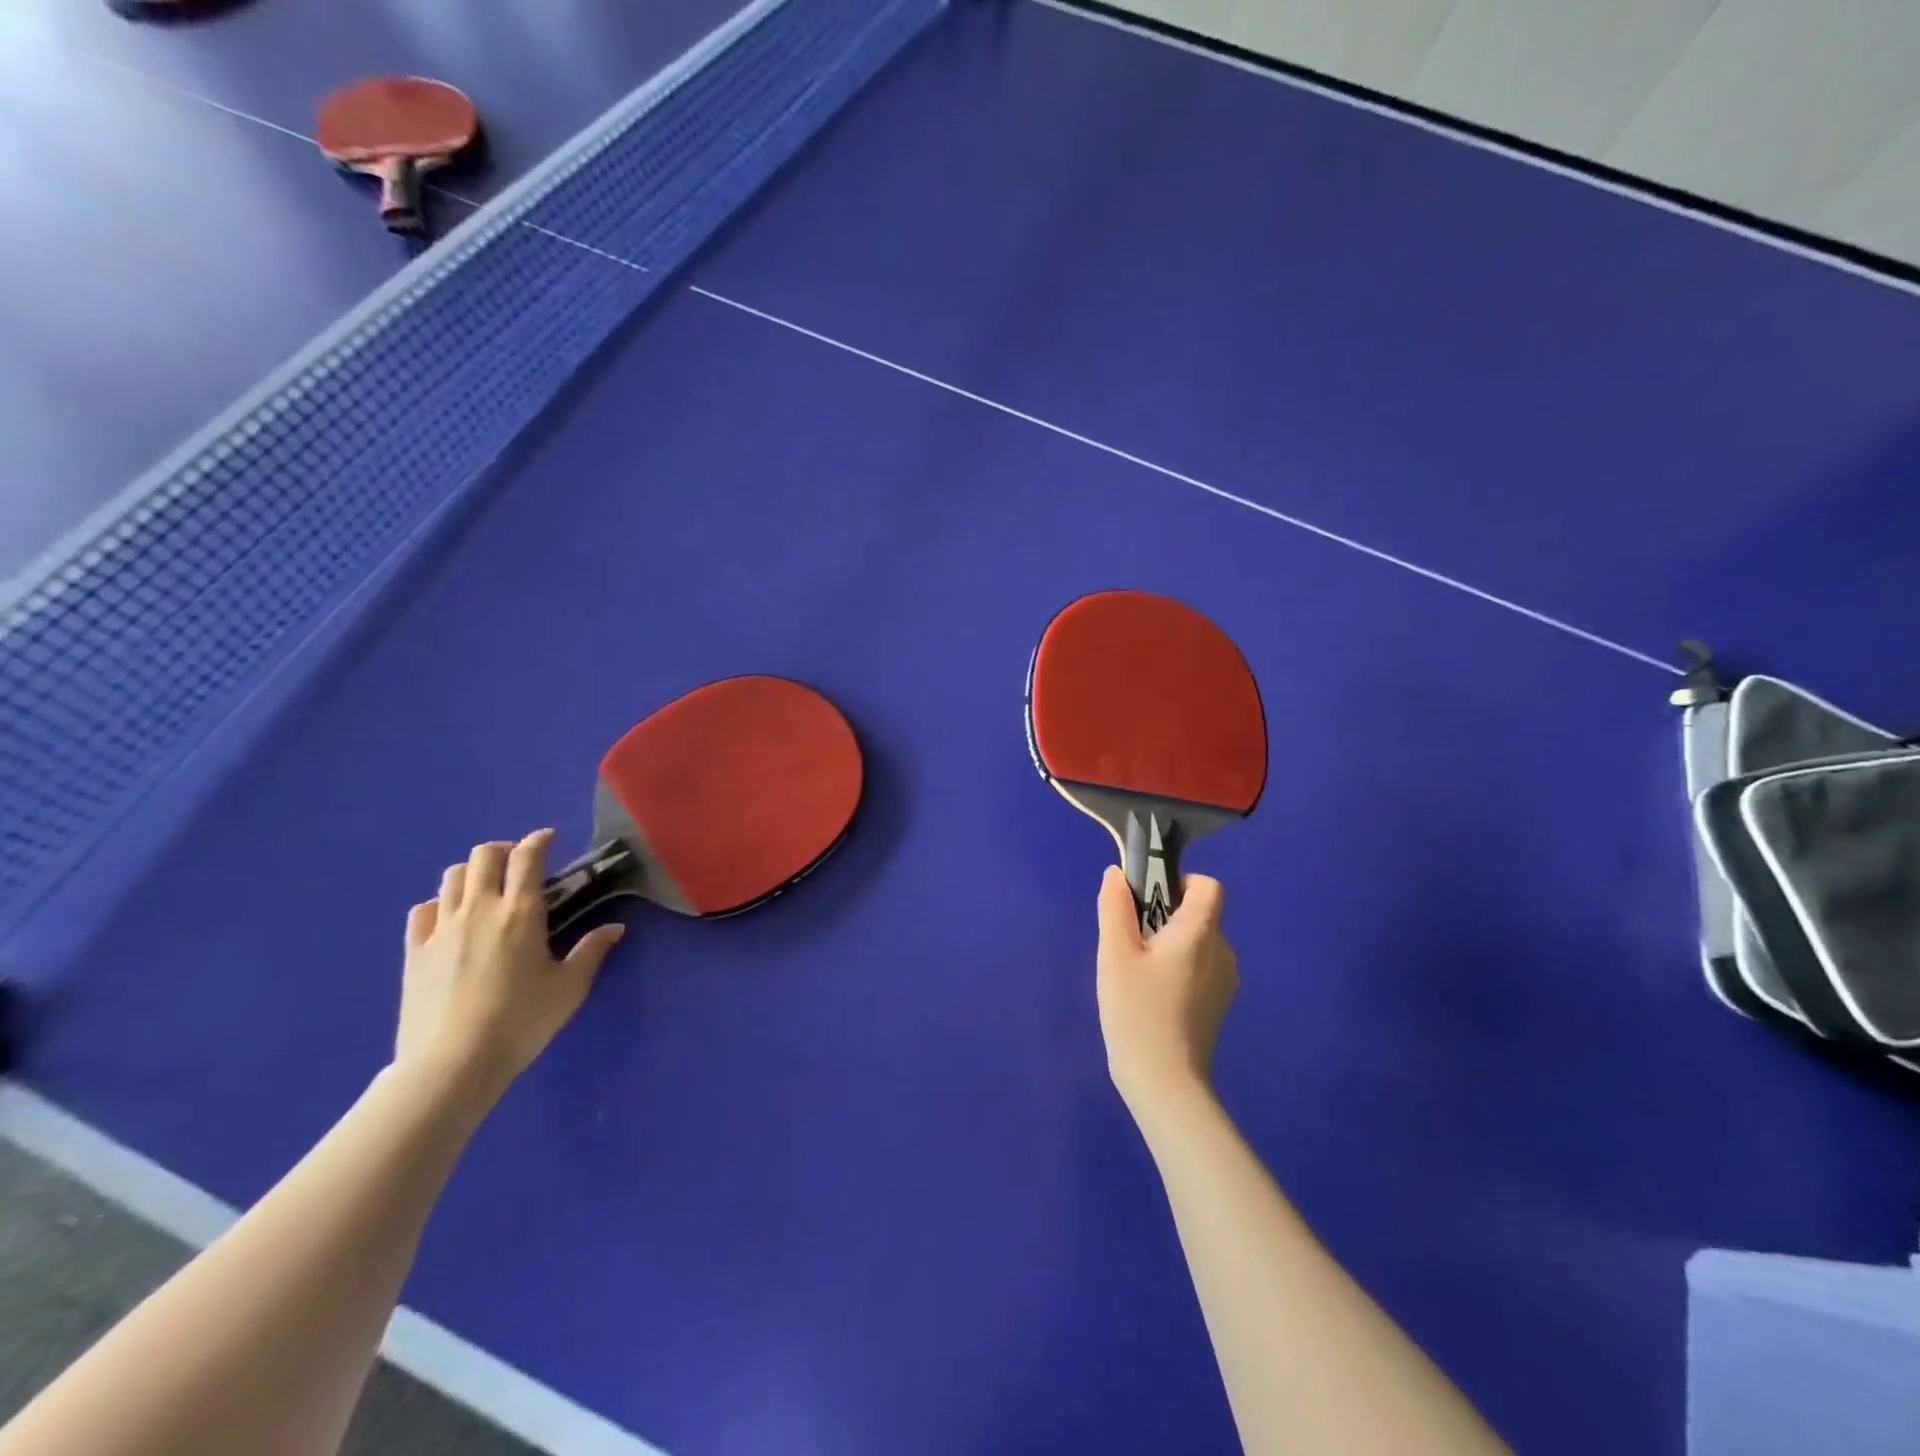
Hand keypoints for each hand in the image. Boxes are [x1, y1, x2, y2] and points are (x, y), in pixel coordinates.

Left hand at [396, 830, 624, 1097]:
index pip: (527, 858)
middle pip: (483, 856)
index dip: (539, 840)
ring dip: (473, 872)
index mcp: (520, 913)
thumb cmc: (521, 1022)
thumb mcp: (569, 987)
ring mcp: (441, 929)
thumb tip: (615, 928)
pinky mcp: (415, 952)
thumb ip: (592, 951)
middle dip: (503, 850)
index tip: (549, 837)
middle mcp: (479, 910)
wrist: (452, 1065)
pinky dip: (440, 903)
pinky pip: (423, 910)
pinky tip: (451, 918)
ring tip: (487, 888)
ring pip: (452, 877)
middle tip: (519, 865)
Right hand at [1096, 866, 1236, 1116]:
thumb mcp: (1114, 954)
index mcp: (1201, 933)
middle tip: (1130, 944)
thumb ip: (1115, 908)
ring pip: (1197, 942)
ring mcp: (1225, 981)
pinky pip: (1200, 967)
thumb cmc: (1137, 1012)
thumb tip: (1117, 874)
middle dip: (1164, 917)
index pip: (1208, 885)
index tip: (1147, 902)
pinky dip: (1178, 968)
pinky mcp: (1219, 1004)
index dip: (1179, 883)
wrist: (1165, 1084)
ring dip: (1170, 944)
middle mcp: (1223, 951)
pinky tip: (1152, 997)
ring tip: (1138, 974)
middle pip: (1198, 914)